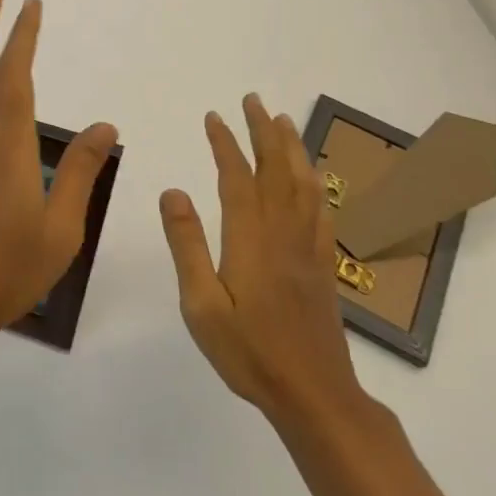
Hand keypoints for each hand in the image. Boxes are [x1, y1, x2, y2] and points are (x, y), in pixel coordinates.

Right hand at [159, 93, 365, 426]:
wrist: (314, 395)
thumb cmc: (249, 352)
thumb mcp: (201, 305)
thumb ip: (187, 245)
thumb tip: (172, 191)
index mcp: (251, 239)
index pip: (237, 178)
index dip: (226, 144)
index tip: (214, 116)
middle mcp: (283, 233)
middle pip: (276, 170)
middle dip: (263, 131)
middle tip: (253, 100)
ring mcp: (308, 247)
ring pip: (304, 184)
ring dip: (292, 148)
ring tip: (283, 121)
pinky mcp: (323, 264)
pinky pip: (322, 209)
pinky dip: (315, 181)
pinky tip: (312, 176)